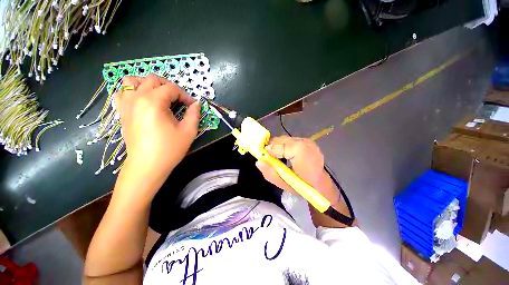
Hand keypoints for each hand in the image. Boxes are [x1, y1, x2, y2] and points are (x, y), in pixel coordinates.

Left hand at [114, 74, 199, 188]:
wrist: (147, 166)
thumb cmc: (169, 148)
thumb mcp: (188, 131)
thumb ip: (194, 114)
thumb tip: (197, 103)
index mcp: (154, 102)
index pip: (172, 89)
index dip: (185, 96)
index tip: (192, 106)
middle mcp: (137, 98)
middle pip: (153, 79)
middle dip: (169, 87)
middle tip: (178, 100)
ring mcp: (126, 104)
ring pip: (132, 81)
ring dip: (147, 84)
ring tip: (158, 96)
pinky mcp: (122, 112)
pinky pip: (121, 93)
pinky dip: (131, 92)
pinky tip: (141, 101)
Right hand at [255, 136, 339, 202]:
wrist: (321, 184)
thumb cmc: (302, 185)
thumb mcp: (284, 183)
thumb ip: (270, 173)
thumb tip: (259, 162)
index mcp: (300, 151)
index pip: (279, 145)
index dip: (270, 150)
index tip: (264, 157)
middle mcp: (304, 142)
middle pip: (282, 140)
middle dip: (273, 147)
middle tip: (269, 157)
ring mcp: (307, 141)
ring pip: (285, 139)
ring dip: (279, 146)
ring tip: (277, 156)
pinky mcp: (308, 141)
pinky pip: (291, 140)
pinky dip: (285, 145)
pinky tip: (285, 154)